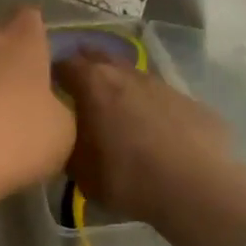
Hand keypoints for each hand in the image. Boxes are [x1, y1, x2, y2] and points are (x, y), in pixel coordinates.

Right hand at [54, 49, 235, 223]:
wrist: (197, 189)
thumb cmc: (128, 177)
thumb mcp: (81, 172)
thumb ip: (68, 146)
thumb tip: (65, 138)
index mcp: (93, 83)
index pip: (63, 64)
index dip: (52, 74)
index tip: (48, 89)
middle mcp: (124, 73)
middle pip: (97, 56)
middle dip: (85, 67)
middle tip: (79, 90)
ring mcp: (160, 83)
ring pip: (131, 74)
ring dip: (121, 85)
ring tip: (117, 110)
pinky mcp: (189, 101)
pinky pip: (160, 97)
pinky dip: (151, 106)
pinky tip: (154, 130)